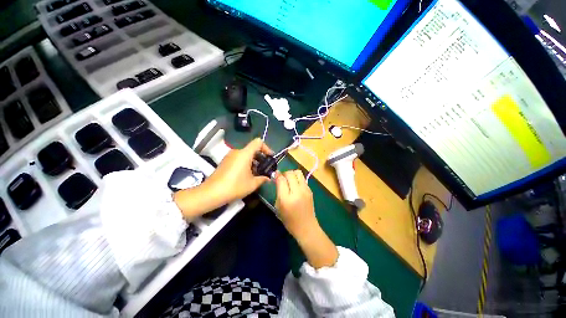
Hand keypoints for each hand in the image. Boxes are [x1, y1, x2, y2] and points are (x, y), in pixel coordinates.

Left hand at [205, 138, 272, 202]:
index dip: (266, 148)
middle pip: (252, 149)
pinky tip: (247, 175)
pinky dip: (246, 163)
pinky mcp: (225, 161)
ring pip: (245, 154)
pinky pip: (239, 158)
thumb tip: (268, 178)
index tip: (270, 157)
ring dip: (253, 162)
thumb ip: (263, 179)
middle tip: (265, 168)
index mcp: (245, 153)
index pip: (258, 142)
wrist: (212, 193)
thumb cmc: (235, 186)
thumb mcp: (252, 184)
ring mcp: (230, 156)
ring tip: (257, 173)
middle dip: (261, 157)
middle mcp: (237, 151)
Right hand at [275, 170, 337, 267]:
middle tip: (282, 178)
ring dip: (292, 174)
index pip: (282, 179)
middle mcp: (297, 191)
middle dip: (284, 173)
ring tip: (289, 180)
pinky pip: (302, 178)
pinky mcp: (310, 190)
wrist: (307, 227)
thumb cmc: (290, 220)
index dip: (277, 175)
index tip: (275, 174)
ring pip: (298, 172)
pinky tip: (295, 185)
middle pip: (290, 173)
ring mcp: (306, 189)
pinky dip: (297, 178)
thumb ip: (278, 192)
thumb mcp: (279, 207)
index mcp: (287, 198)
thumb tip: (278, 179)